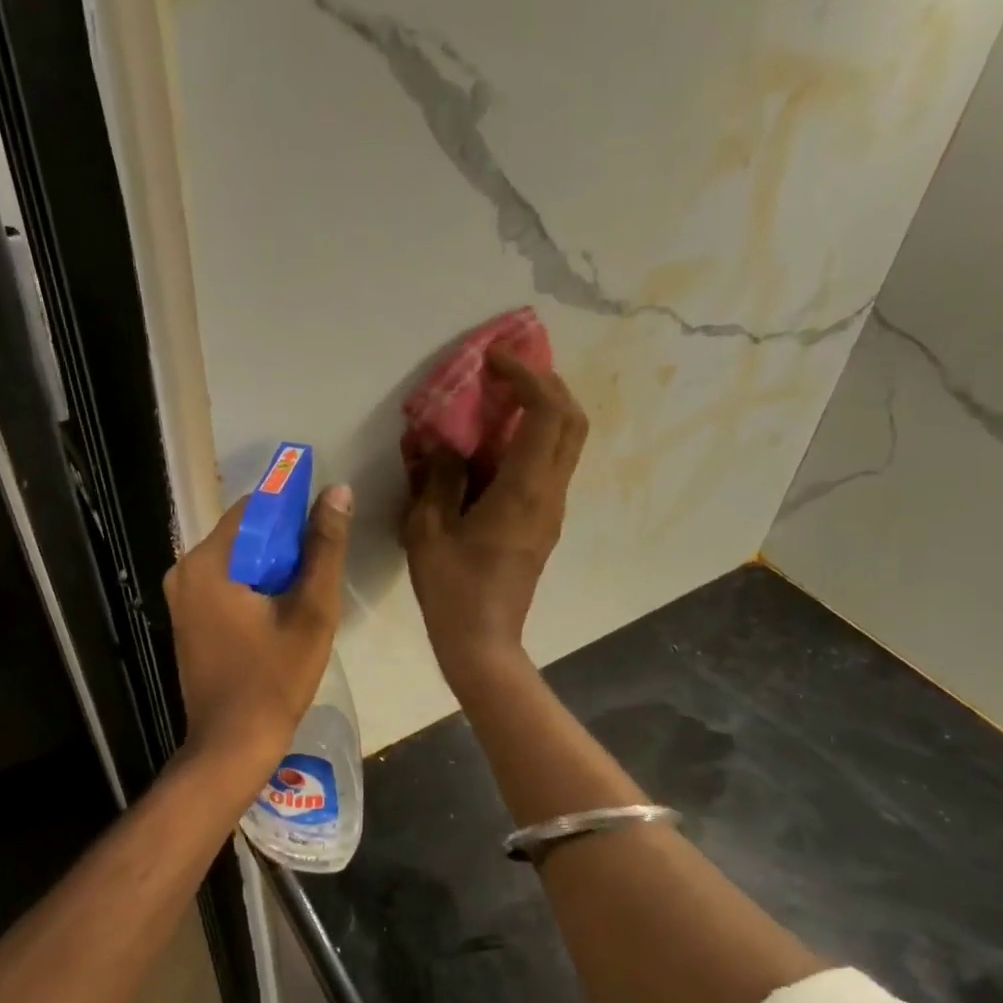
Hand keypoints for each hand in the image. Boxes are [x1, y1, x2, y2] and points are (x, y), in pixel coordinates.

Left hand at [165, 483, 353, 770]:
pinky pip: (225, 583)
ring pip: (236, 559)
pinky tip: (279, 611)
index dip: (292, 511)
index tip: (323, 530)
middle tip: (318, 570)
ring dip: (271, 566)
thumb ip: (324, 548)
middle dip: (283, 544)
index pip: (254, 508)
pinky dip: (253, 586)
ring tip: (304, 594)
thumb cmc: (275, 678)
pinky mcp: (187, 617)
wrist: (232, 744)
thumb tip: (337, 492)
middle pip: (244, 534)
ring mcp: (181, 596)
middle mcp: (185, 570)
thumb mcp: (312, 611)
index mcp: (208, 562)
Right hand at [402, 349, 587, 689]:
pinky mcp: (545, 523)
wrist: (483, 642)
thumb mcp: (429, 531)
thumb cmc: (452, 589)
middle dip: (547, 384)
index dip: (527, 377)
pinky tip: (495, 443)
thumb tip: (447, 446)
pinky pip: (549, 466)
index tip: (495, 360)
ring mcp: (553, 510)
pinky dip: (532, 439)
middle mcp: (550, 494)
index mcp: (523, 492)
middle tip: (508, 371)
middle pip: (573, 421)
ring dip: (542, 410)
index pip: (546, 415)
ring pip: (566, 443)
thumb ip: (440, 479)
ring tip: (501, 399)